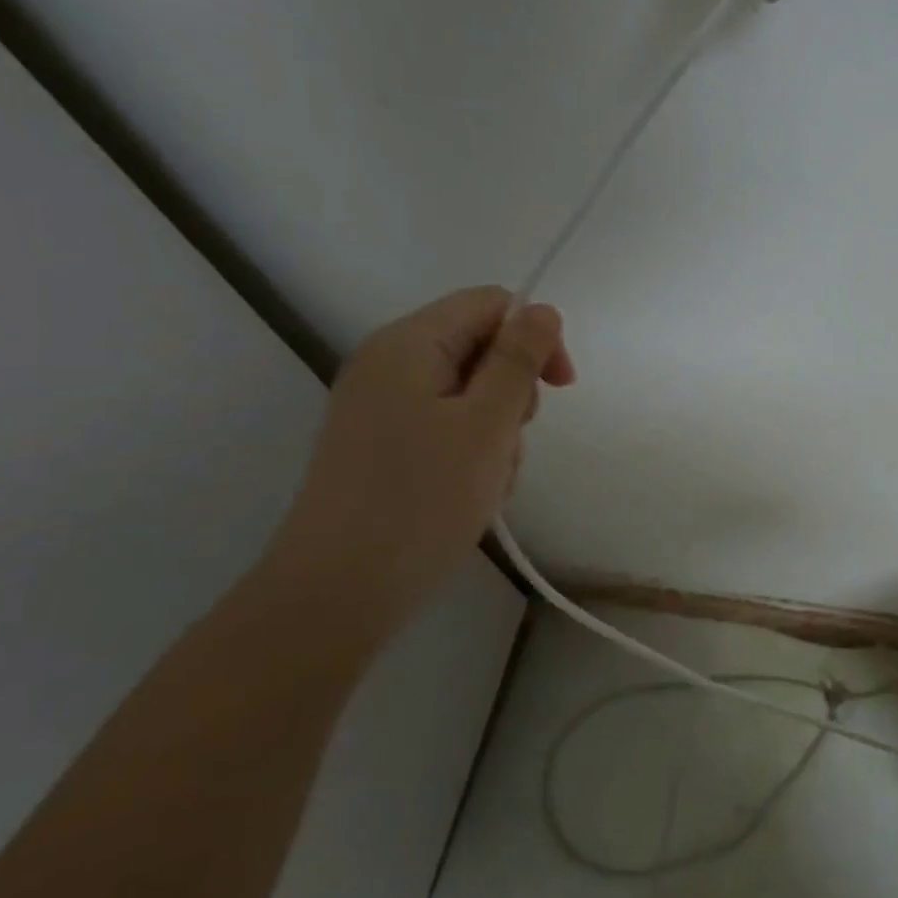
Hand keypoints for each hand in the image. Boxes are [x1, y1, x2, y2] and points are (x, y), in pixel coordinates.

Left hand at [268, 286, 575, 625]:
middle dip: (513, 391)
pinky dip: (471, 451)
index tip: (561, 387)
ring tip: (491, 479)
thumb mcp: (487, 424)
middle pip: (479, 348)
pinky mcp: (381, 445)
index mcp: (409, 344)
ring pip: (468, 393)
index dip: (534, 335)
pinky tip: (471, 493)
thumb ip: (518, 360)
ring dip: (496, 430)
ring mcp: (380, 407)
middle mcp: (388, 364)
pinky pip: (445, 426)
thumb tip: (542, 310)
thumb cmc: (421, 500)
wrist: (336, 593)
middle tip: (511, 441)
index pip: (490, 304)